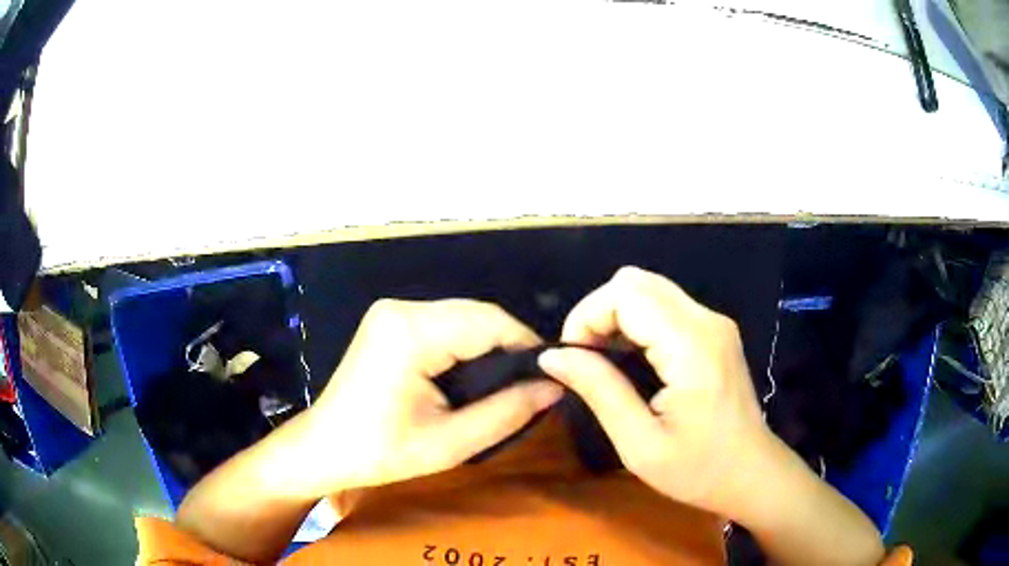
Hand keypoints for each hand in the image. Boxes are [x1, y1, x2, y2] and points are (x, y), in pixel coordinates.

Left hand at [300, 299, 562, 495]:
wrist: (323, 448)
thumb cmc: (380, 452)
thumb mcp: (450, 443)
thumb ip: (507, 412)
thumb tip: (554, 387)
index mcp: (411, 332)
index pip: (489, 321)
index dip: (527, 345)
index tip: (551, 376)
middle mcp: (401, 309)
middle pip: (476, 314)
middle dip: (508, 346)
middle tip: (531, 385)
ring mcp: (391, 312)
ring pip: (462, 316)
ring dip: (488, 345)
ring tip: (507, 383)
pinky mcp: (389, 321)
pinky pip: (442, 323)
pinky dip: (465, 345)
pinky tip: (473, 374)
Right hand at [538, 266, 771, 515]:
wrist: (751, 473)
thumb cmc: (698, 469)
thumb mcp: (639, 444)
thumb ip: (599, 391)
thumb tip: (552, 356)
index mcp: (692, 347)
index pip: (626, 294)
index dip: (587, 316)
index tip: (571, 358)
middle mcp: (707, 320)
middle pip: (635, 281)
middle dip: (598, 312)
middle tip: (585, 359)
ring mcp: (714, 322)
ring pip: (649, 288)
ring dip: (616, 316)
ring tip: (603, 361)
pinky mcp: (715, 331)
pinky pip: (665, 305)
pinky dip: (636, 322)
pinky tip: (630, 359)